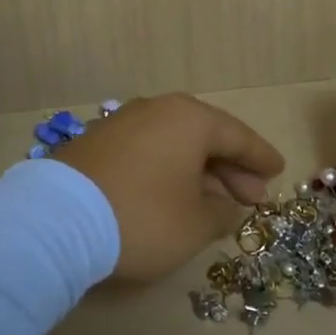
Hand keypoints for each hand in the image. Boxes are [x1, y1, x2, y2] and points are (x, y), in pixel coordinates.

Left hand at [53, 94, 284, 282]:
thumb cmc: (143, 217)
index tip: (278, 170)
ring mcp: (124, 123)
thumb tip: (228, 206)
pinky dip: (169, 170)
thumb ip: (221, 213)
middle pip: (206, 137)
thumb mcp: (194, 224)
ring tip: (217, 201)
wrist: (57, 220)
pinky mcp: (99, 143)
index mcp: (189, 119)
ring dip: (200, 172)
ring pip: (176, 144)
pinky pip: (149, 151)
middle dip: (232, 169)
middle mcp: (158, 110)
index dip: (260, 157)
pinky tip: (175, 195)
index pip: (238, 136)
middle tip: (253, 197)